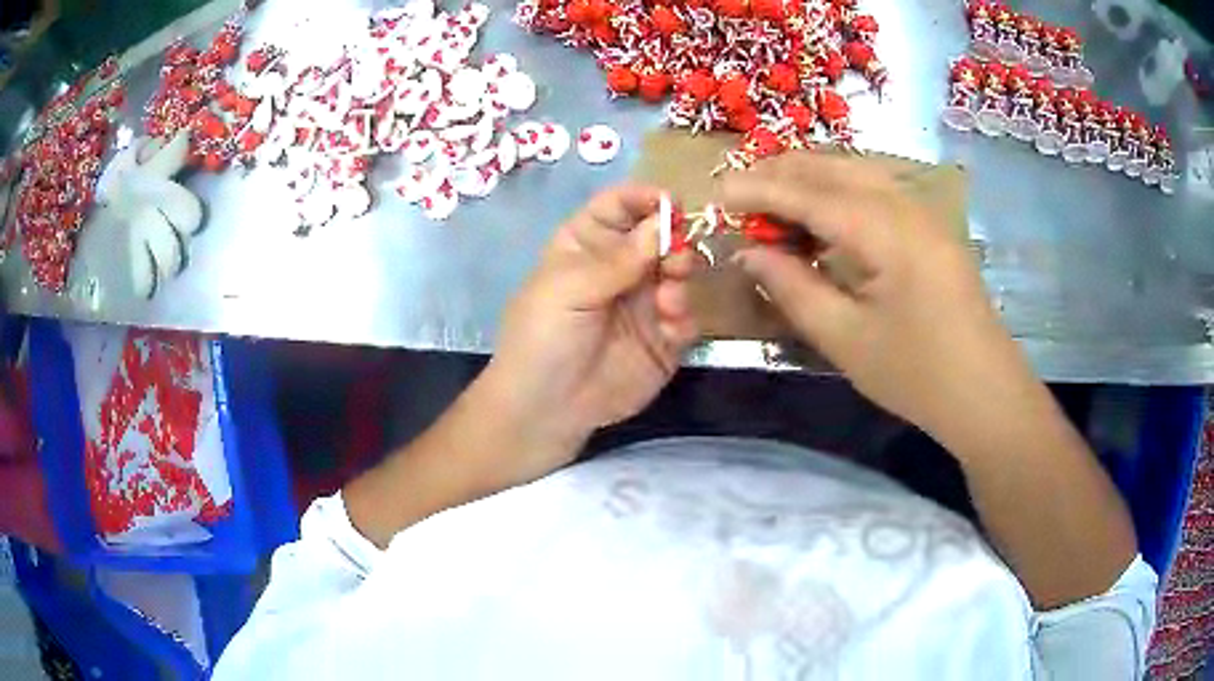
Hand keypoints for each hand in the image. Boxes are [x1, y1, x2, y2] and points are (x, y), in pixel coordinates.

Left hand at [479, 185, 698, 483]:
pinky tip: (671, 326)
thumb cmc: (543, 339)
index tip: (671, 202)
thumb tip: (664, 221)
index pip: (619, 206)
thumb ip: (619, 258)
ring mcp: (645, 302)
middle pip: (659, 235)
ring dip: (682, 276)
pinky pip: (688, 315)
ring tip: (668, 298)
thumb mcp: (569, 290)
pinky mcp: (664, 338)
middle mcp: (620, 267)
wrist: (548, 409)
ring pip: (680, 272)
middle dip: (673, 239)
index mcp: (587, 245)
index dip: (644, 199)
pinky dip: (686, 315)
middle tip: (675, 258)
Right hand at [719, 152, 1035, 440]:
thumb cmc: (917, 375)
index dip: (759, 190)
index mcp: (885, 231)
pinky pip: (877, 190)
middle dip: (782, 173)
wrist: (986, 393)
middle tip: (740, 194)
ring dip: (811, 178)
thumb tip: (749, 253)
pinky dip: (840, 192)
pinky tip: (824, 216)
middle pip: (834, 168)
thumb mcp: (845, 339)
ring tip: (773, 199)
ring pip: (857, 172)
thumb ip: (793, 287)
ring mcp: (923, 212)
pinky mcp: (931, 227)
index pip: (809, 194)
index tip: (716, 193)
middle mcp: (905, 205)